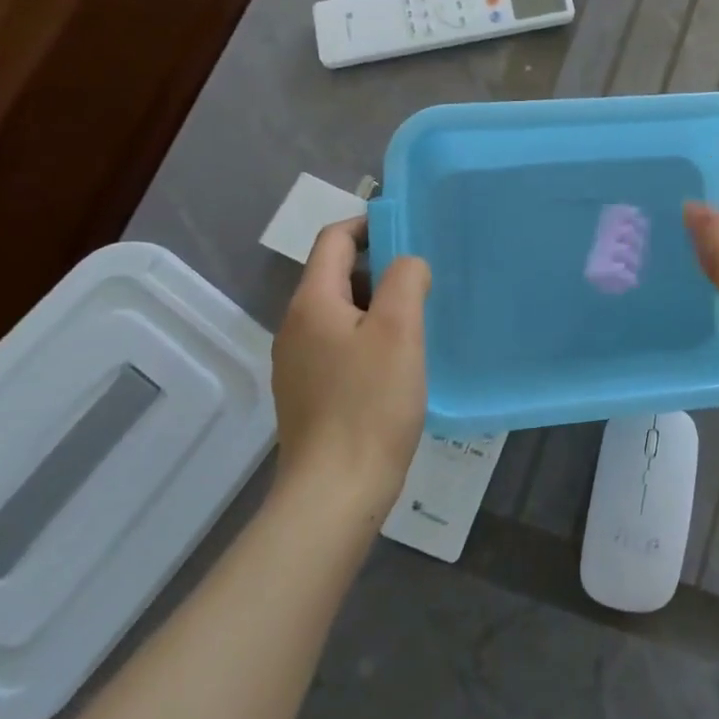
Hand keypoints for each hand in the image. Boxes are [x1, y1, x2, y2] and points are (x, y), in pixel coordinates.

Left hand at [269, 218, 430, 512]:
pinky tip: (398, 362)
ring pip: (340, 313)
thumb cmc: (370, 403)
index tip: (410, 234)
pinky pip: (340, 346)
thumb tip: (407, 265)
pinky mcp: (309, 393)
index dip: (369, 226)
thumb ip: (405, 279)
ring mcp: (298, 363)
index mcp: (311, 303)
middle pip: (335, 275)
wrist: (335, 493)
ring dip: (377, 305)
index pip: (333, 239)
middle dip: (380, 268)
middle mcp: (295, 327)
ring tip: (418, 320)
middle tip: (424, 281)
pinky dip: (369, 338)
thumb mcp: (399, 330)